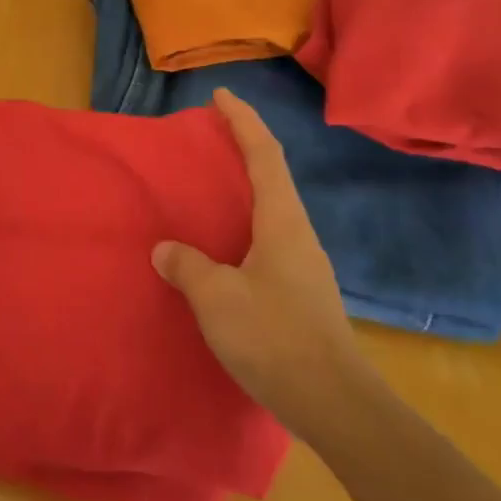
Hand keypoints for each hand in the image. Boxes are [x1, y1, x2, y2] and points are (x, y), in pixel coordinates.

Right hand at [153, 89, 367, 441]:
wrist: (333, 404)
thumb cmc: (275, 338)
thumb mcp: (217, 298)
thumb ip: (188, 266)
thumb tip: (167, 250)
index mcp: (283, 223)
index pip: (265, 156)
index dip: (243, 122)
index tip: (221, 96)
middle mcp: (298, 236)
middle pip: (271, 177)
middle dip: (242, 150)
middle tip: (208, 139)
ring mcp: (302, 266)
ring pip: (270, 211)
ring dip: (243, 190)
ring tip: (207, 190)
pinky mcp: (298, 293)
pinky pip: (265, 241)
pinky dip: (241, 226)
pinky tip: (220, 247)